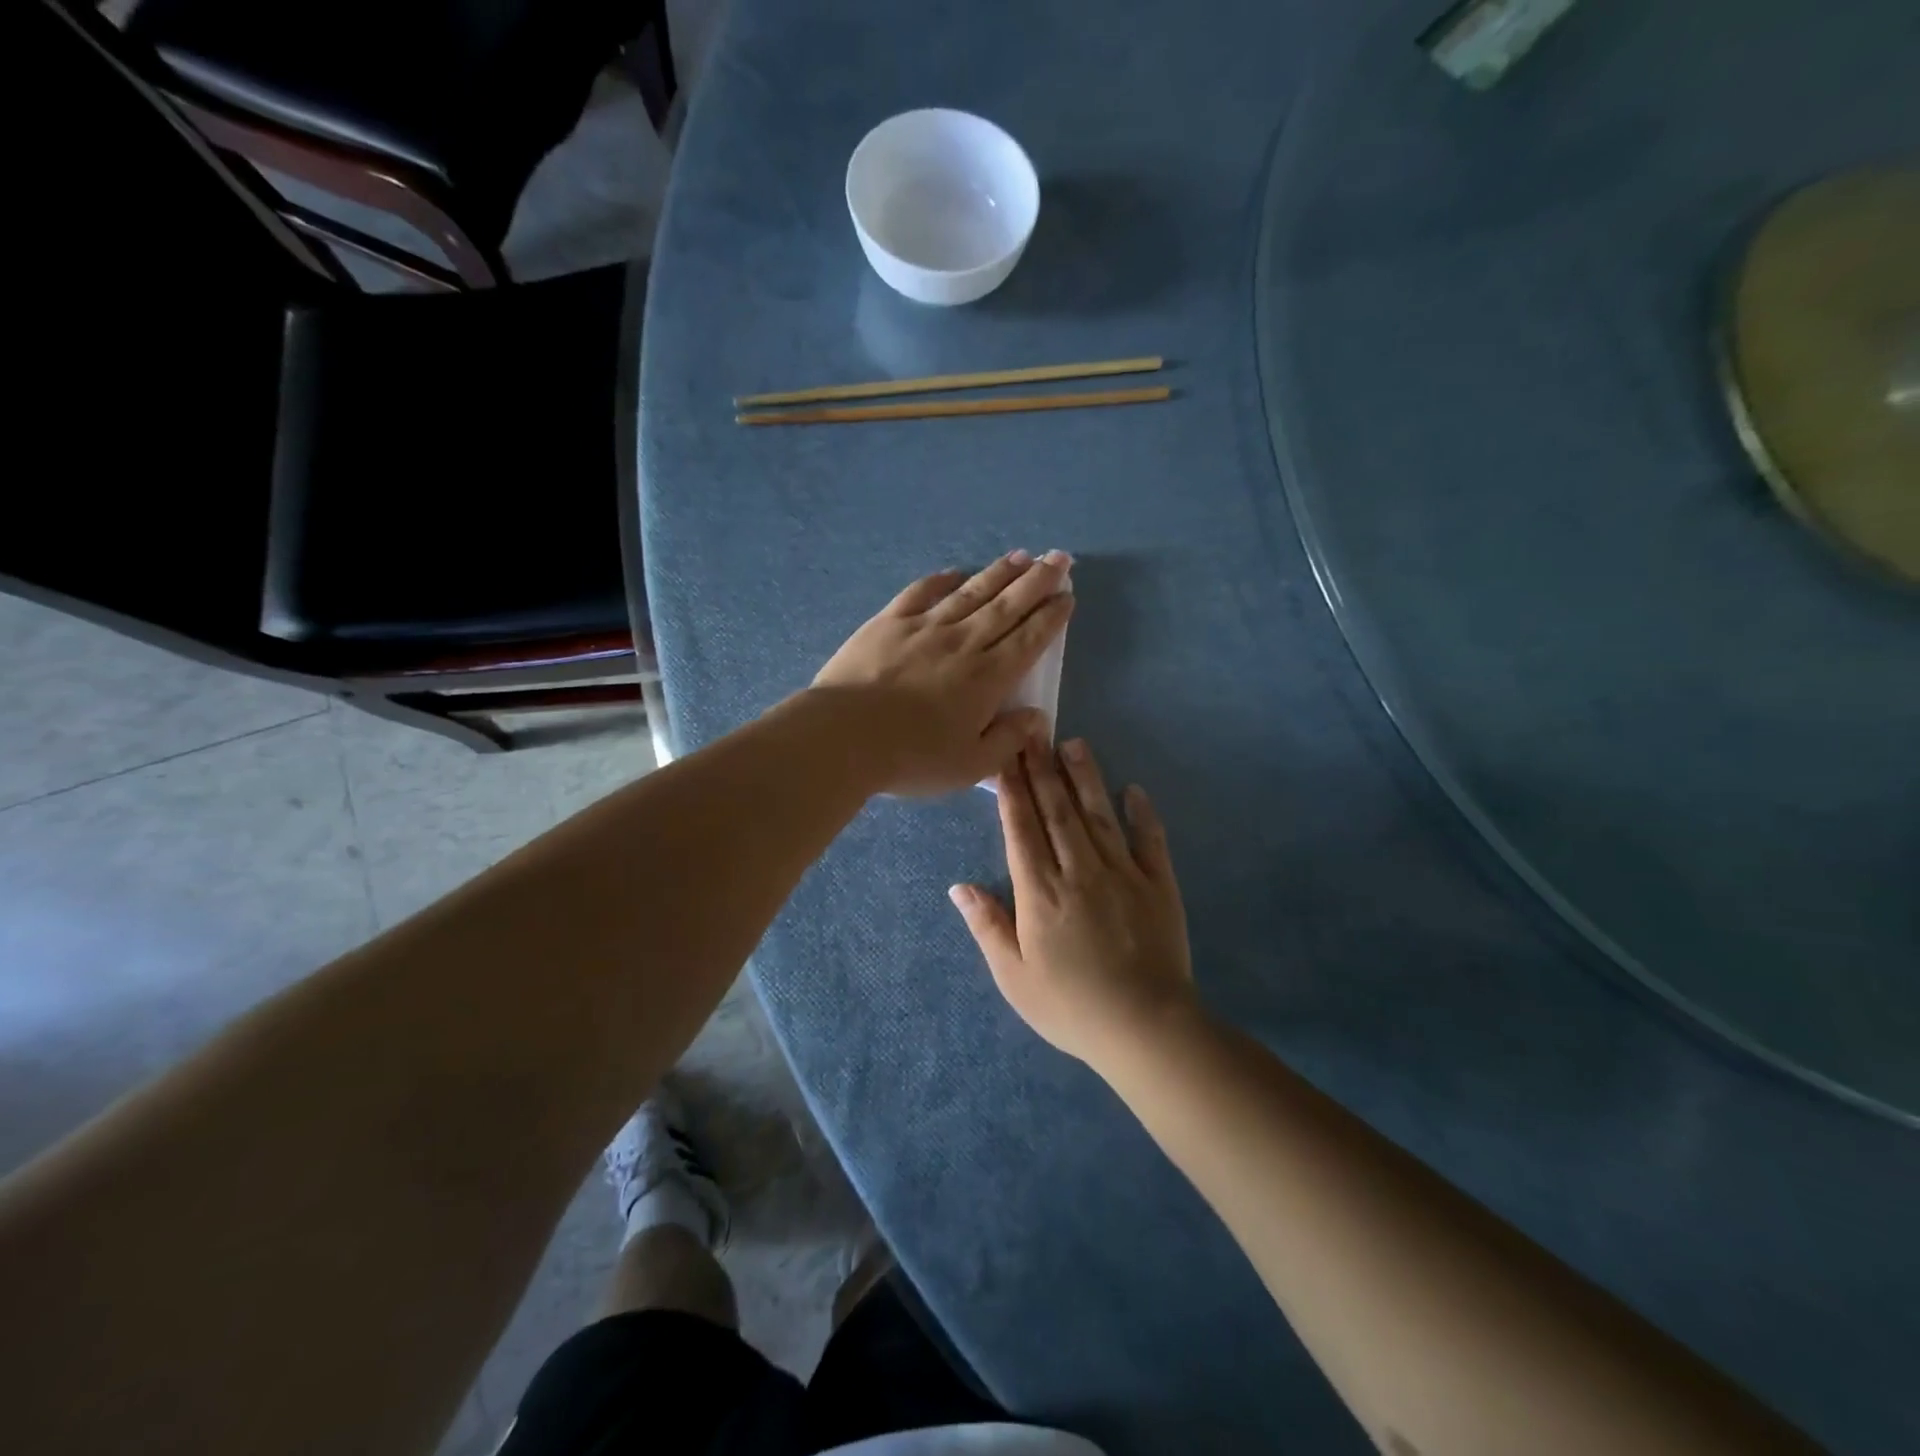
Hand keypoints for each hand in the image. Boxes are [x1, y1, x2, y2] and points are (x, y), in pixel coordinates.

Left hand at [811, 550, 1073, 795]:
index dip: (1051, 616)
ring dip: (999, 573)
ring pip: (971, 592)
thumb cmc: (912, 758)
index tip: (1067, 596)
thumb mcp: (970, 766)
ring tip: (1021, 556)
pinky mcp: (889, 622)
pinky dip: (943, 580)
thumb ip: (1008, 740)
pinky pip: (922, 592)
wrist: (844, 737)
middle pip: (1007, 605)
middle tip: (1059, 559)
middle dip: (1037, 581)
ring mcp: (924, 627)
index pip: (1029, 639)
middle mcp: (963, 643)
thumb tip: (1037, 717)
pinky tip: (956, 572)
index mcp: (988, 678)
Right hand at [948, 739, 1196, 1067]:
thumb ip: (988, 926)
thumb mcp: (1014, 976)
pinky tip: (1134, 790)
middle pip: (1057, 811)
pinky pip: (1150, 841)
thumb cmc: (1070, 1006)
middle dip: (1042, 769)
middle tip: (1034, 731)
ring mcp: (1122, 873)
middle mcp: (1079, 870)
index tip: (1005, 755)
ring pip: (1098, 815)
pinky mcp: (1159, 884)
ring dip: (1085, 778)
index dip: (1012, 789)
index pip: (1021, 828)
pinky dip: (1143, 814)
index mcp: (1040, 891)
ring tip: (1074, 744)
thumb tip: (959, 886)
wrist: (1145, 1027)